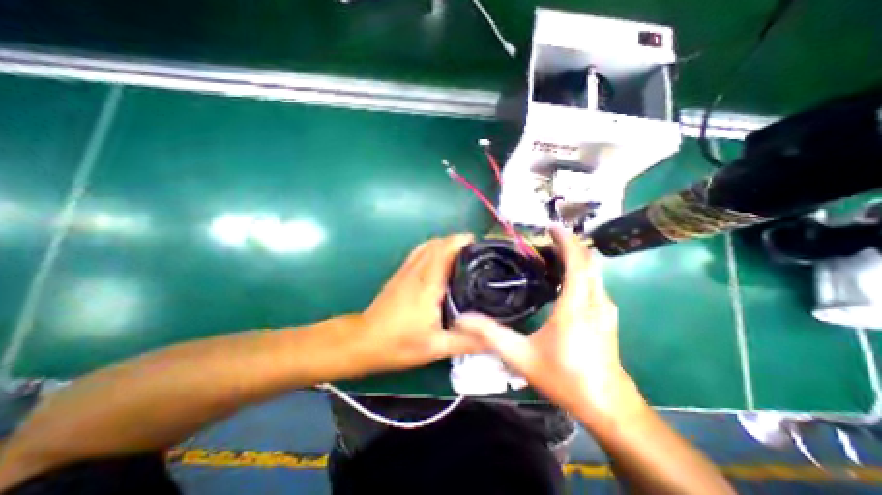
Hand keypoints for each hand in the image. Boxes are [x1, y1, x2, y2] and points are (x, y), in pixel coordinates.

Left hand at [354, 234, 485, 372]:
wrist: (364, 341)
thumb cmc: (399, 344)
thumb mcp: (436, 347)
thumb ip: (466, 341)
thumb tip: (495, 339)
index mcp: (428, 283)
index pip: (445, 250)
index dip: (462, 242)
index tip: (479, 244)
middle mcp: (417, 271)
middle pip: (437, 243)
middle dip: (457, 240)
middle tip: (476, 251)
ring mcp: (406, 270)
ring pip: (427, 245)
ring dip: (445, 242)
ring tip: (462, 252)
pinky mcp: (400, 274)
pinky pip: (418, 252)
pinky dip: (432, 248)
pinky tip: (440, 259)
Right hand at [455, 229, 646, 424]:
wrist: (607, 406)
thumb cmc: (565, 378)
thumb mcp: (521, 357)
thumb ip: (491, 335)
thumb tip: (462, 319)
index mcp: (576, 306)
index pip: (577, 261)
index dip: (565, 240)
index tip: (550, 228)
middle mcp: (595, 301)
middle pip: (587, 261)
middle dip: (567, 245)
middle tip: (542, 243)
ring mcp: (605, 308)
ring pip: (592, 271)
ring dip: (573, 258)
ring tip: (548, 257)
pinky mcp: (606, 315)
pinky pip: (593, 282)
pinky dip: (579, 271)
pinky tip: (561, 279)